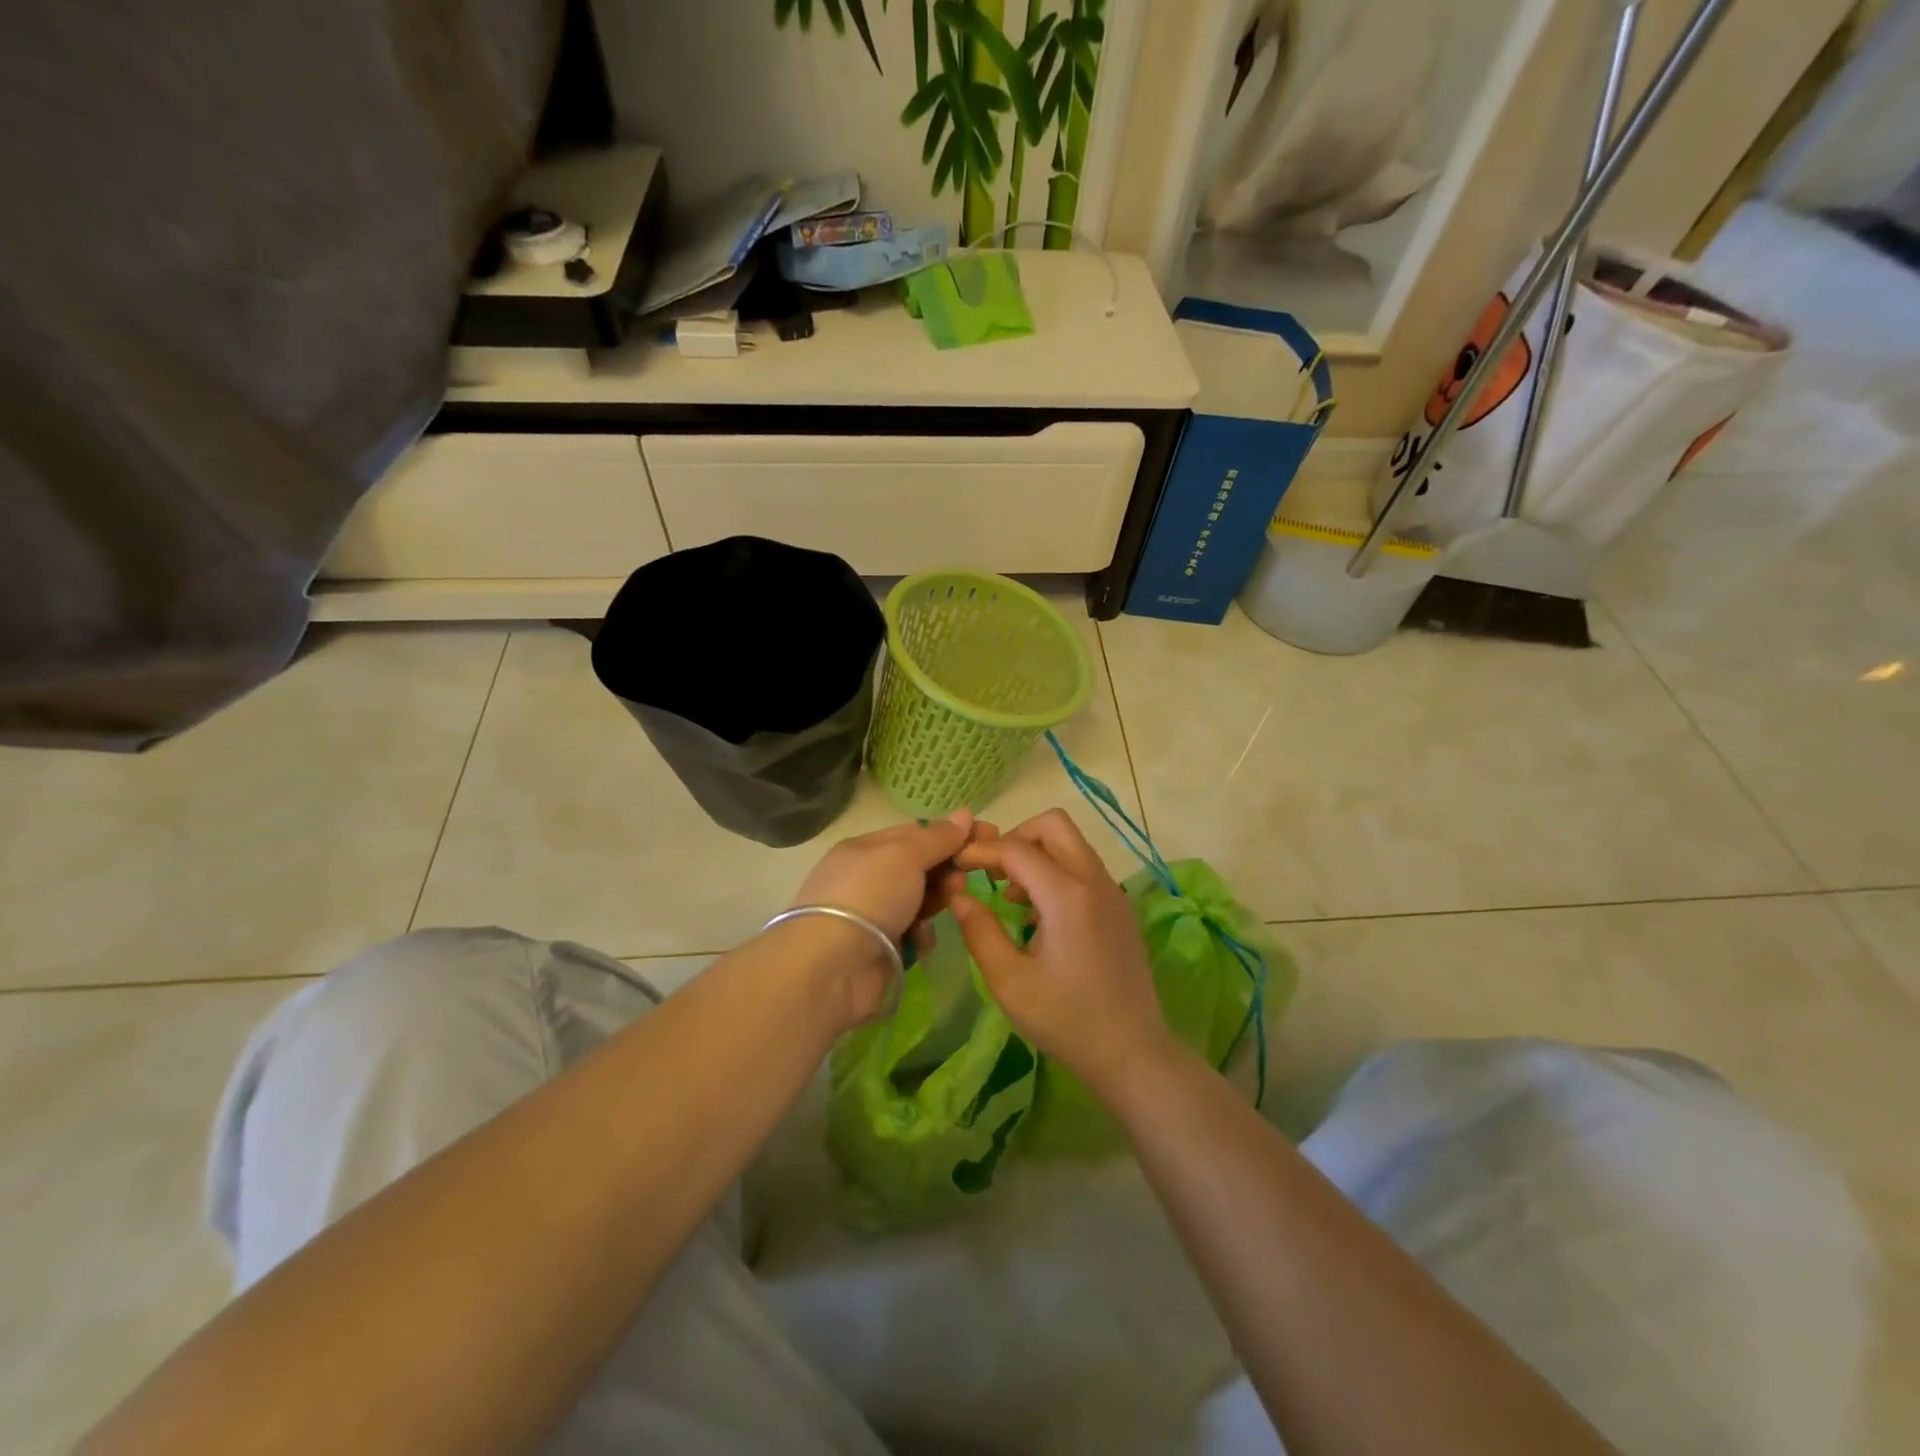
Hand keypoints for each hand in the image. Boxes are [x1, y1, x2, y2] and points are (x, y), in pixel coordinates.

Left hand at [782, 815, 978, 1025]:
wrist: (833, 966)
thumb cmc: (870, 895)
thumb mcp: (905, 855)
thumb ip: (937, 837)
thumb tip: (965, 814)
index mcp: (866, 848)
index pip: (915, 833)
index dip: (951, 834)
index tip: (988, 836)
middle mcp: (868, 878)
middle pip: (920, 867)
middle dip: (947, 868)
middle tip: (967, 876)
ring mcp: (874, 915)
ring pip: (920, 900)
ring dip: (938, 899)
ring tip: (951, 903)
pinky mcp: (881, 948)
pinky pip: (913, 933)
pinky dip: (921, 934)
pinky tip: (920, 939)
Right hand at [947, 809, 1172, 1096]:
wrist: (1132, 1051)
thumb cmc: (1066, 1020)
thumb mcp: (1010, 982)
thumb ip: (980, 932)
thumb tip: (958, 895)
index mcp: (1067, 897)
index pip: (1017, 849)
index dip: (982, 850)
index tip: (957, 864)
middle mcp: (1095, 881)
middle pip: (1054, 825)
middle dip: (1016, 837)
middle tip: (992, 872)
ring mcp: (1113, 891)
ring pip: (1072, 843)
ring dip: (1038, 854)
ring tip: (1012, 896)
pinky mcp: (1120, 906)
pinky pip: (1084, 867)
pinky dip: (1057, 871)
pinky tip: (1039, 914)